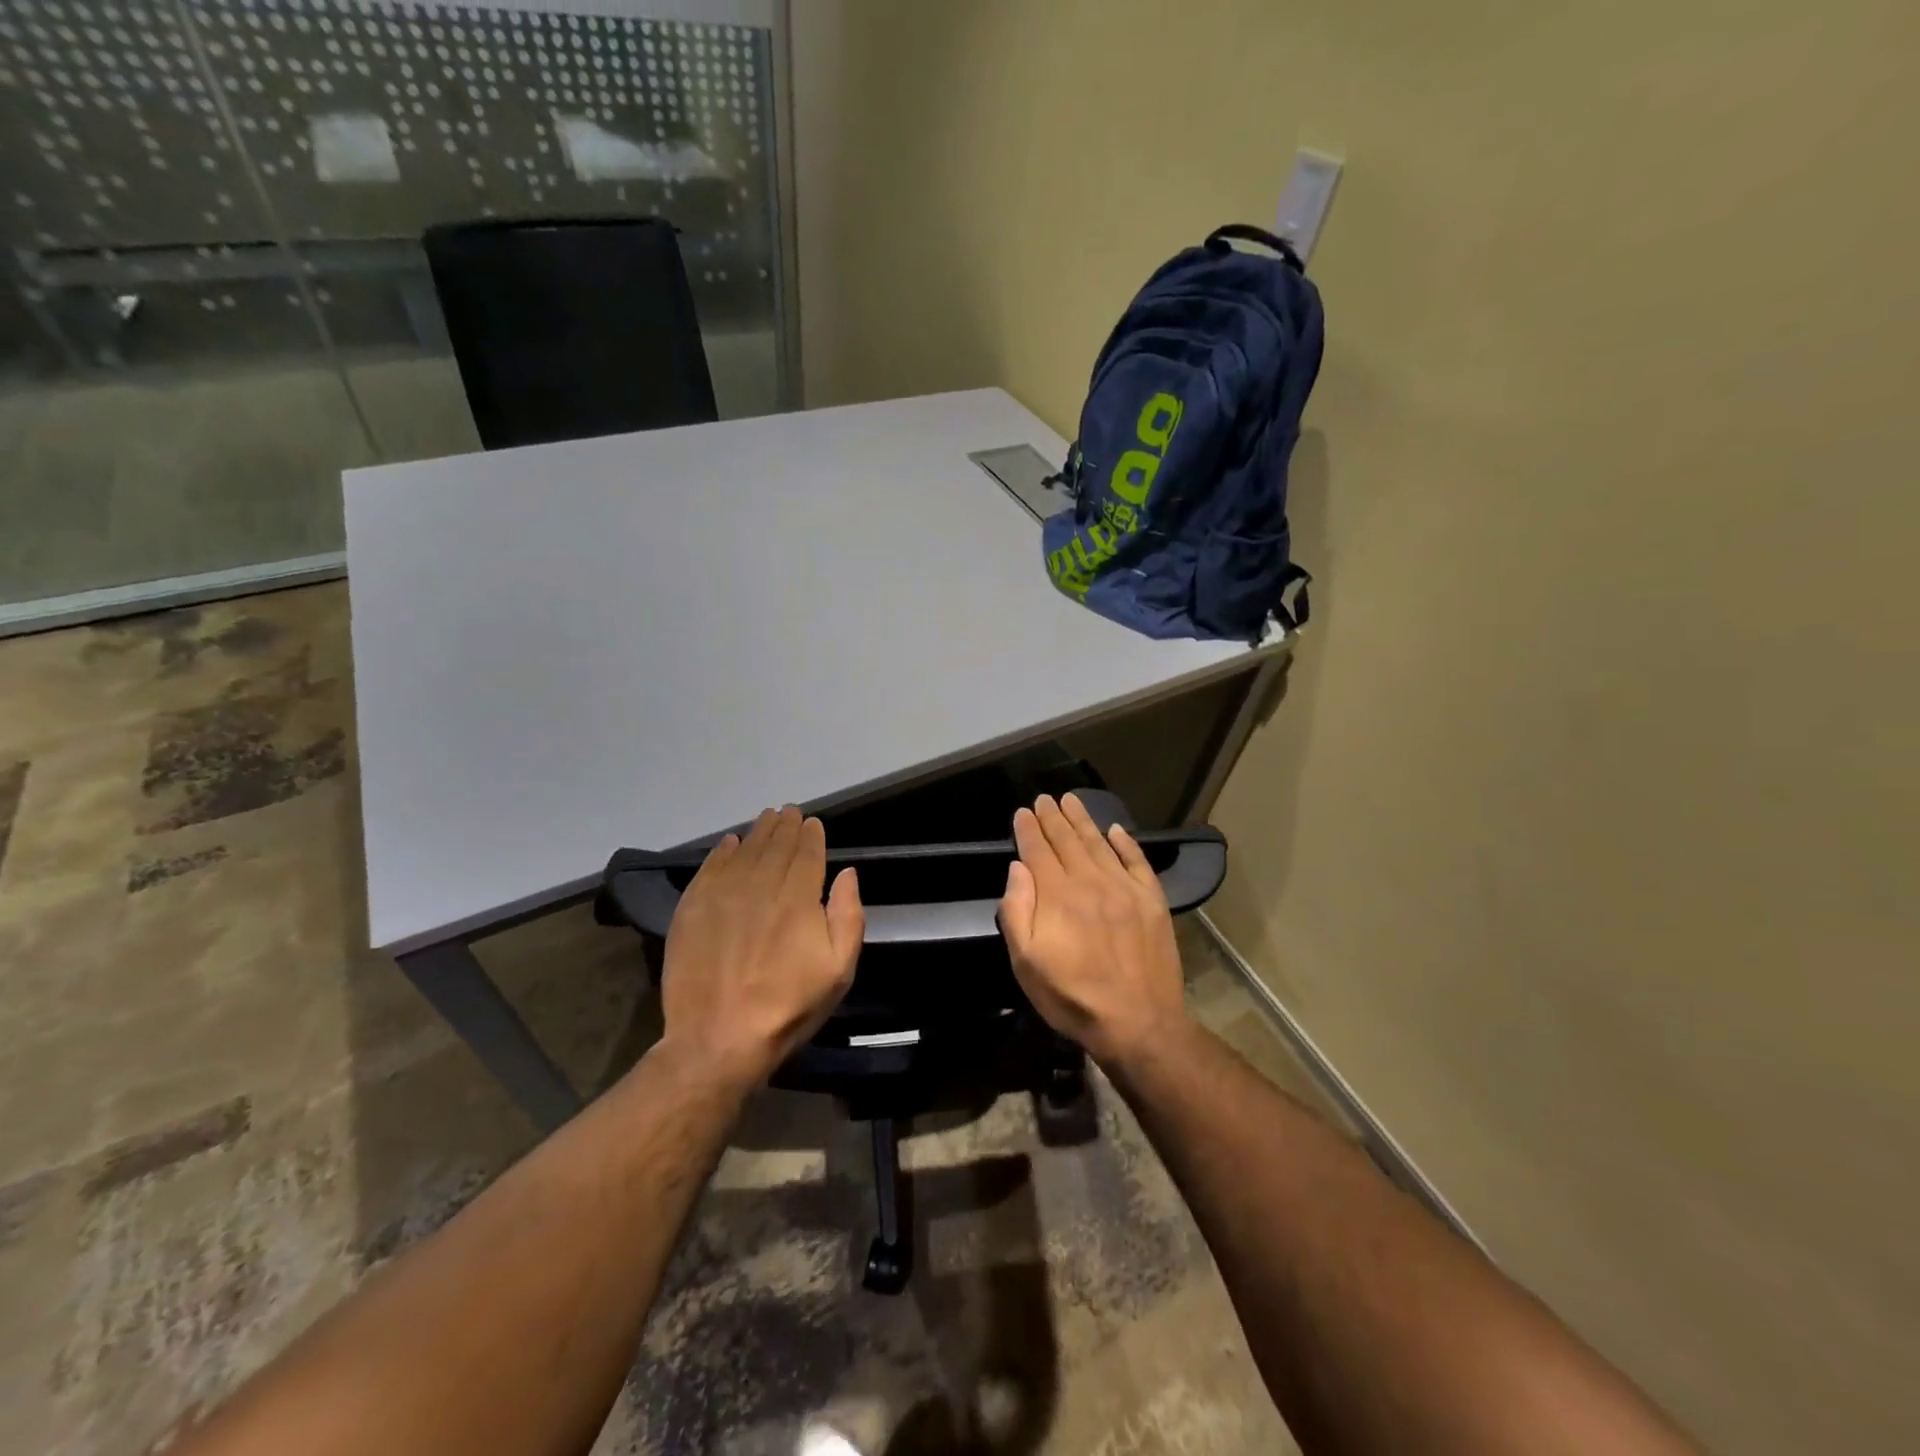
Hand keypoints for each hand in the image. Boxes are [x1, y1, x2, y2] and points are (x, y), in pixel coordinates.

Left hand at [658, 806, 863, 1090]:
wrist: (718, 1038)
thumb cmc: (788, 1007)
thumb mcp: (839, 971)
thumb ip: (848, 916)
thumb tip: (848, 873)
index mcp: (799, 898)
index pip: (807, 853)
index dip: (811, 835)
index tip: (812, 823)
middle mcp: (761, 885)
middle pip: (776, 845)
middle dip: (786, 826)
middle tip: (789, 812)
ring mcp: (723, 894)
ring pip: (744, 850)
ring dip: (758, 832)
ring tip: (766, 819)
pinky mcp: (693, 908)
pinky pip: (711, 867)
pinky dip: (722, 851)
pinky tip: (729, 844)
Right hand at [998, 793, 1187, 1068]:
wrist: (1139, 1023)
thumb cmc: (1073, 998)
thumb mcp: (1026, 964)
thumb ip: (1017, 911)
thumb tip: (1018, 868)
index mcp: (1057, 895)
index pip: (1038, 851)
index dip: (1029, 829)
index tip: (1023, 811)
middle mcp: (1090, 882)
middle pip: (1068, 841)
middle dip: (1053, 818)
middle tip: (1044, 799)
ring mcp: (1125, 889)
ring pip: (1099, 844)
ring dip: (1083, 820)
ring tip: (1071, 801)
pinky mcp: (1152, 900)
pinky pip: (1137, 861)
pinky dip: (1126, 843)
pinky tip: (1116, 830)